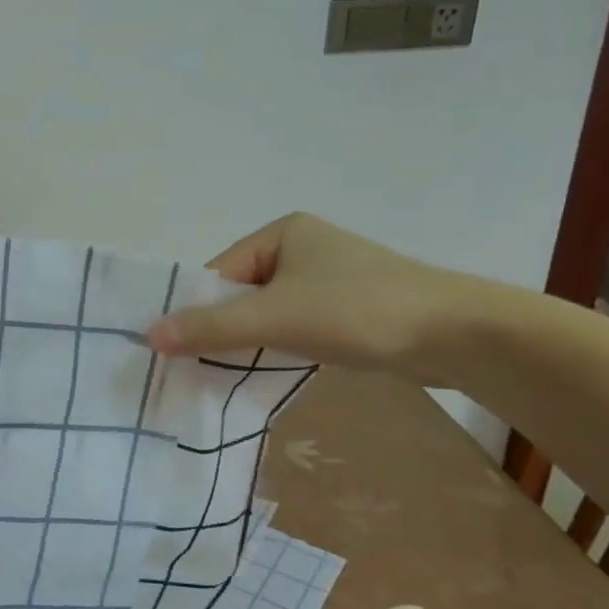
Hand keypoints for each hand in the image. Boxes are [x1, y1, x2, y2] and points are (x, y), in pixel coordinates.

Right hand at [145, 212, 473, 379]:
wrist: (460, 335)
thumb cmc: (358, 310)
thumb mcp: (274, 318)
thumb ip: (210, 327)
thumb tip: (148, 335)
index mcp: (282, 232)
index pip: (220, 272)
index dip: (199, 309)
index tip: (181, 348)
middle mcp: (303, 249)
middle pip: (241, 294)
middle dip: (222, 329)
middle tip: (199, 368)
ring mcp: (329, 280)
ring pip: (268, 314)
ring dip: (250, 343)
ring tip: (231, 375)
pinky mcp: (350, 310)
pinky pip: (296, 327)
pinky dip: (280, 348)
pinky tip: (272, 372)